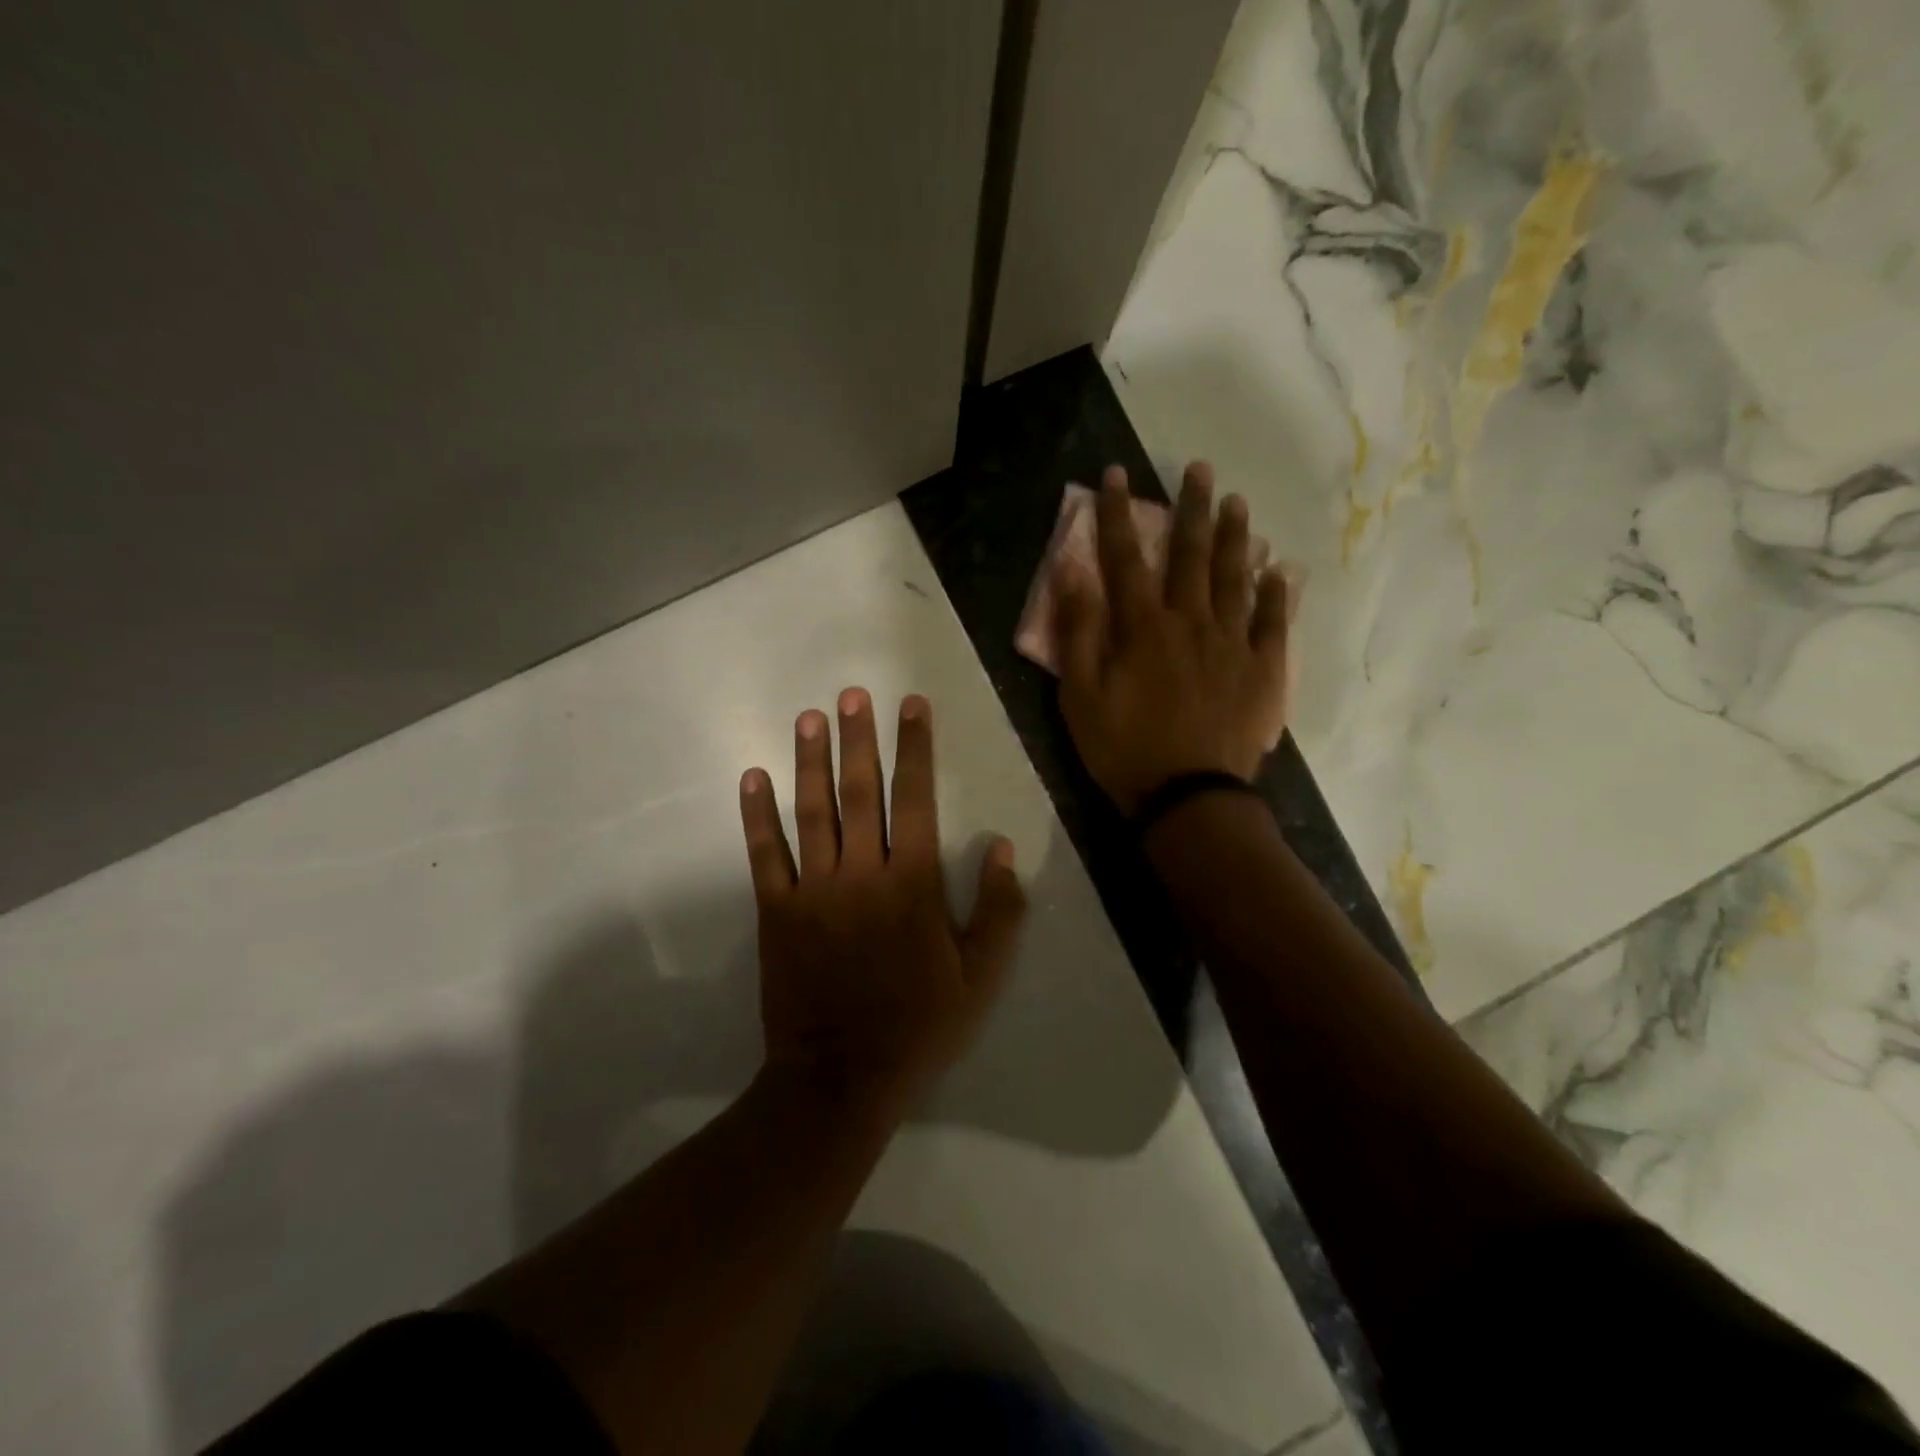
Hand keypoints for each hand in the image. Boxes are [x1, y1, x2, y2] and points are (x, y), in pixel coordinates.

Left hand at [737, 689, 1027, 1121]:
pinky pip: (765, 854)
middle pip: (860, 792)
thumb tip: (1003, 848)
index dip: (916, 748)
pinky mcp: (777, 911)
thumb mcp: (980, 978)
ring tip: (808, 718)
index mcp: (913, 884)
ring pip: (811, 812)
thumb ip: (998, 911)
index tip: (912, 705)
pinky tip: (752, 778)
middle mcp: (861, 873)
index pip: (916, 799)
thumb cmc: (919, 1026)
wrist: (841, 1077)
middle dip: (859, 739)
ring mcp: (814, 890)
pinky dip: (757, 816)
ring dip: (810, 762)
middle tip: (852, 694)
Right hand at [1054, 463, 1289, 815]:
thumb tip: (1073, 573)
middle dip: (1191, 508)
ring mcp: (1232, 644)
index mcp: (1143, 628)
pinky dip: (1274, 594)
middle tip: (1199, 469)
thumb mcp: (1080, 696)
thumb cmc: (1124, 749)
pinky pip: (1272, 623)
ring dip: (1235, 537)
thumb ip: (1078, 632)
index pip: (1126, 558)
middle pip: (1191, 555)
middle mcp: (1191, 623)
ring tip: (1238, 502)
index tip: (1116, 475)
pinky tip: (1278, 571)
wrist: (1189, 797)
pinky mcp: (1262, 671)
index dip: (1118, 515)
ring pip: (1235, 578)